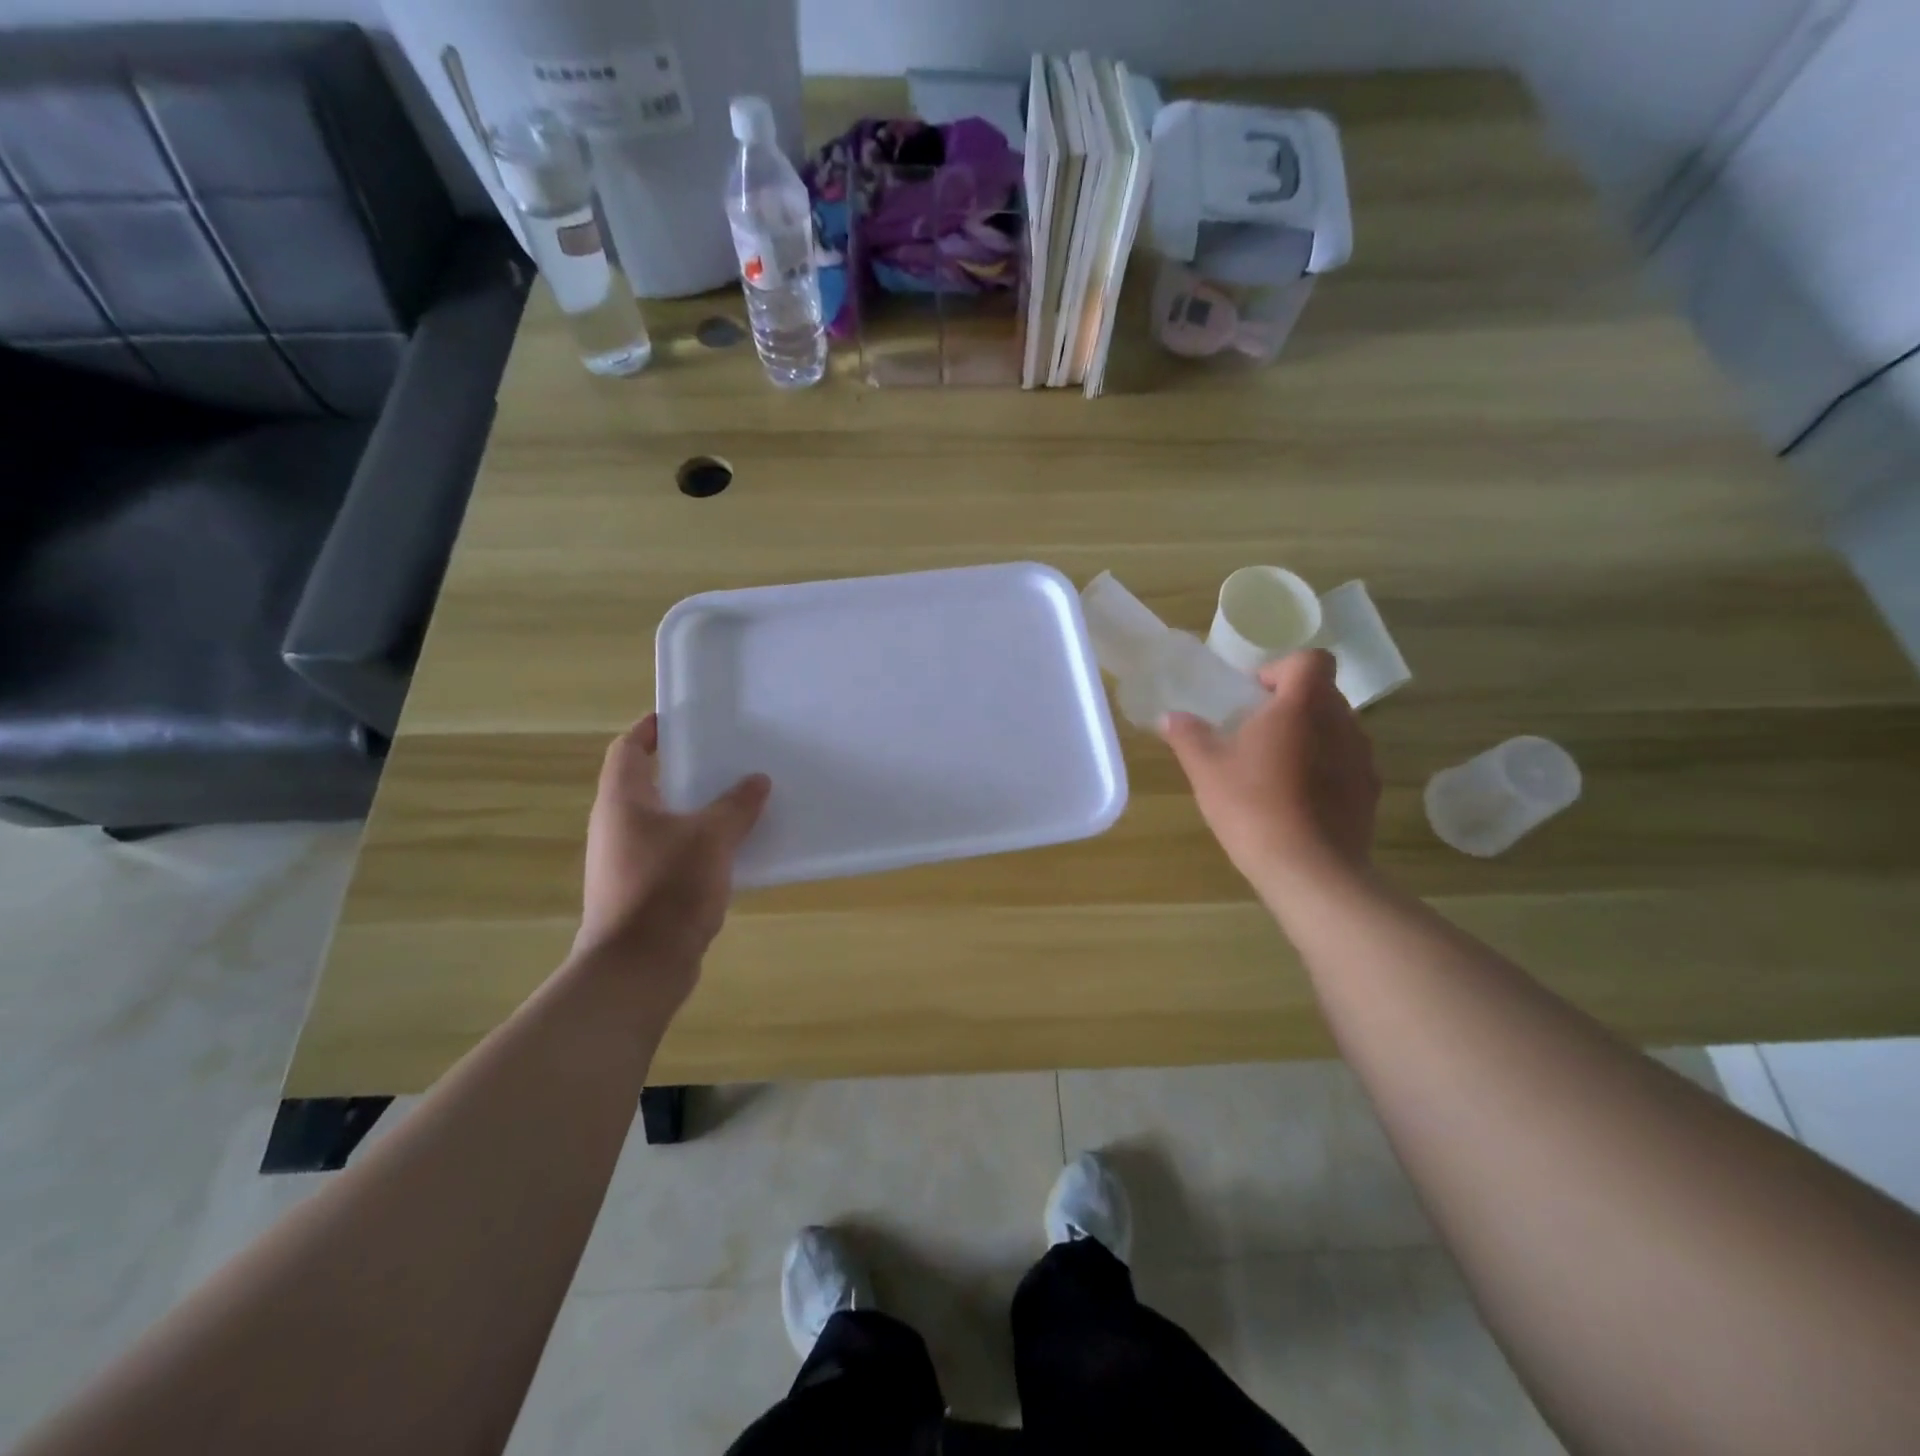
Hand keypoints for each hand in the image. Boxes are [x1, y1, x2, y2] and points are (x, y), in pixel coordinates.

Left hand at [576, 715, 770, 998]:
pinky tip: (732, 848)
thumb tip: (757, 779)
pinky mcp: (641, 889)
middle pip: (647, 783)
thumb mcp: (711, 838)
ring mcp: (626, 860)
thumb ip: (736, 806)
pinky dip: (697, 842)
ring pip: (663, 820)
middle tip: (725, 756)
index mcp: (622, 801)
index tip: (683, 718)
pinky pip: (672, 851)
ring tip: (737, 798)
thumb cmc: (667, 889)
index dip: (651, 729)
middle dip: (684, 768)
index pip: (628, 749)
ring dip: (695, 808)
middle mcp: (616, 826)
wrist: (638, 967)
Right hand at [1161, 650, 1379, 905]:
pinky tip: (1297, 801)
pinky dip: (1325, 771)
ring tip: (1276, 771)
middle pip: (1322, 694)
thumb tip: (1170, 717)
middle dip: (1290, 706)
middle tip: (1255, 736)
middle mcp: (1342, 722)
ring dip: (1309, 738)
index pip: (1310, 659)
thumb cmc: (1252, 806)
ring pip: (1335, 730)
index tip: (1254, 698)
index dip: (1280, 670)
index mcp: (1303, 704)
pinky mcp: (1370, 792)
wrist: (1309, 870)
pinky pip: (1346, 764)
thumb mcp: (1206, 769)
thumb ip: (1188, 736)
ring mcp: (1362, 757)